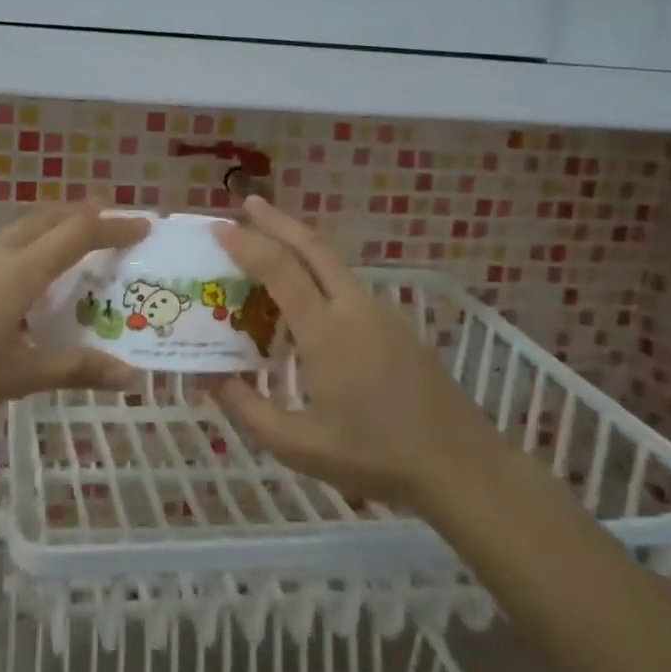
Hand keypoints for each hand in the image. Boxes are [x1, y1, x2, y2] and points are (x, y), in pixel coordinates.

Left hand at [0, 202, 150, 436]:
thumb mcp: (18, 377)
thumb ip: (75, 369)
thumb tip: (129, 376)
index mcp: (19, 272)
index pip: (78, 233)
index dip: (113, 225)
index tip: (143, 226)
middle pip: (47, 218)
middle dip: (83, 216)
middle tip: (113, 227)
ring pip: (20, 230)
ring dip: (52, 230)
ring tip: (73, 252)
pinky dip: (26, 249)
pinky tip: (22, 284)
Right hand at [208, 196, 502, 514]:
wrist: (463, 467)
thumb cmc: (376, 458)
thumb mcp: (299, 446)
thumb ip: (247, 409)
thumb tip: (207, 377)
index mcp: (327, 333)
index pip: (281, 270)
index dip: (247, 244)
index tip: (218, 229)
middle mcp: (355, 309)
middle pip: (313, 247)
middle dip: (277, 220)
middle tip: (247, 203)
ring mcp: (382, 314)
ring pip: (334, 263)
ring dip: (300, 244)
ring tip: (269, 244)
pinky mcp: (398, 326)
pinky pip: (349, 285)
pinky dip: (319, 271)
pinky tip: (308, 297)